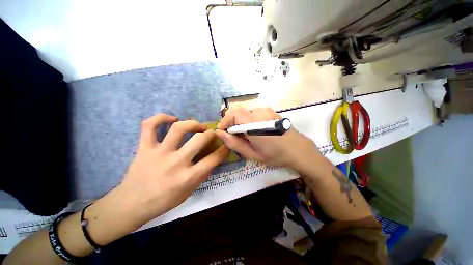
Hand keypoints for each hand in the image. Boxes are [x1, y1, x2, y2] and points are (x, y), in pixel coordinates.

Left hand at [118, 113, 228, 224]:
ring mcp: (159, 153)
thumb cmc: (163, 201)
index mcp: (188, 177)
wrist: (132, 204)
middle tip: (211, 133)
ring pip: (178, 128)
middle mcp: (176, 162)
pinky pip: (150, 126)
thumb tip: (213, 159)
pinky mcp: (144, 148)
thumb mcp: (189, 192)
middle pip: (199, 139)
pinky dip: (161, 118)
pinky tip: (172, 119)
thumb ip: (203, 174)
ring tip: (197, 125)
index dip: (223, 150)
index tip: (225, 145)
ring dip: (192, 123)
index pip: (213, 159)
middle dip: (210, 133)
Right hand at [215, 107, 320, 169]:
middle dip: (231, 122)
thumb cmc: (275, 154)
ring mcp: (266, 110)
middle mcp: (259, 112)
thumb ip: (234, 143)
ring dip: (240, 121)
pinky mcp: (269, 110)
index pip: (233, 114)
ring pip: (244, 112)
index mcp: (254, 123)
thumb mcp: (252, 154)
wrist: (297, 149)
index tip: (223, 131)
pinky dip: (247, 120)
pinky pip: (252, 113)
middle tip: (233, 135)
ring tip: (244, 134)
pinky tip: (253, 130)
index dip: (225, 121)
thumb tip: (220, 133)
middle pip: (238, 111)